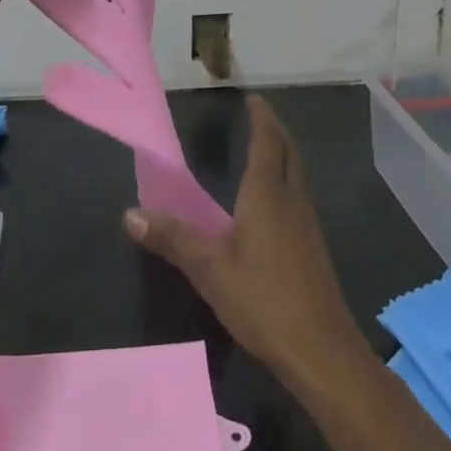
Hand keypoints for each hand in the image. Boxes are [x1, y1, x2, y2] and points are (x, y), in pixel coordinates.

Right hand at [125, 95, 369, 387]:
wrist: (321, 351)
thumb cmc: (263, 300)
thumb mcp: (208, 269)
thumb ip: (171, 238)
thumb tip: (130, 213)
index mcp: (268, 195)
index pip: (267, 142)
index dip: (261, 118)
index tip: (252, 98)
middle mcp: (292, 201)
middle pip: (289, 153)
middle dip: (275, 131)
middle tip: (257, 116)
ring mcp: (308, 225)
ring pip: (297, 175)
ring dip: (283, 155)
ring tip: (263, 149)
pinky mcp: (313, 249)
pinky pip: (299, 197)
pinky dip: (285, 181)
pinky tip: (272, 202)